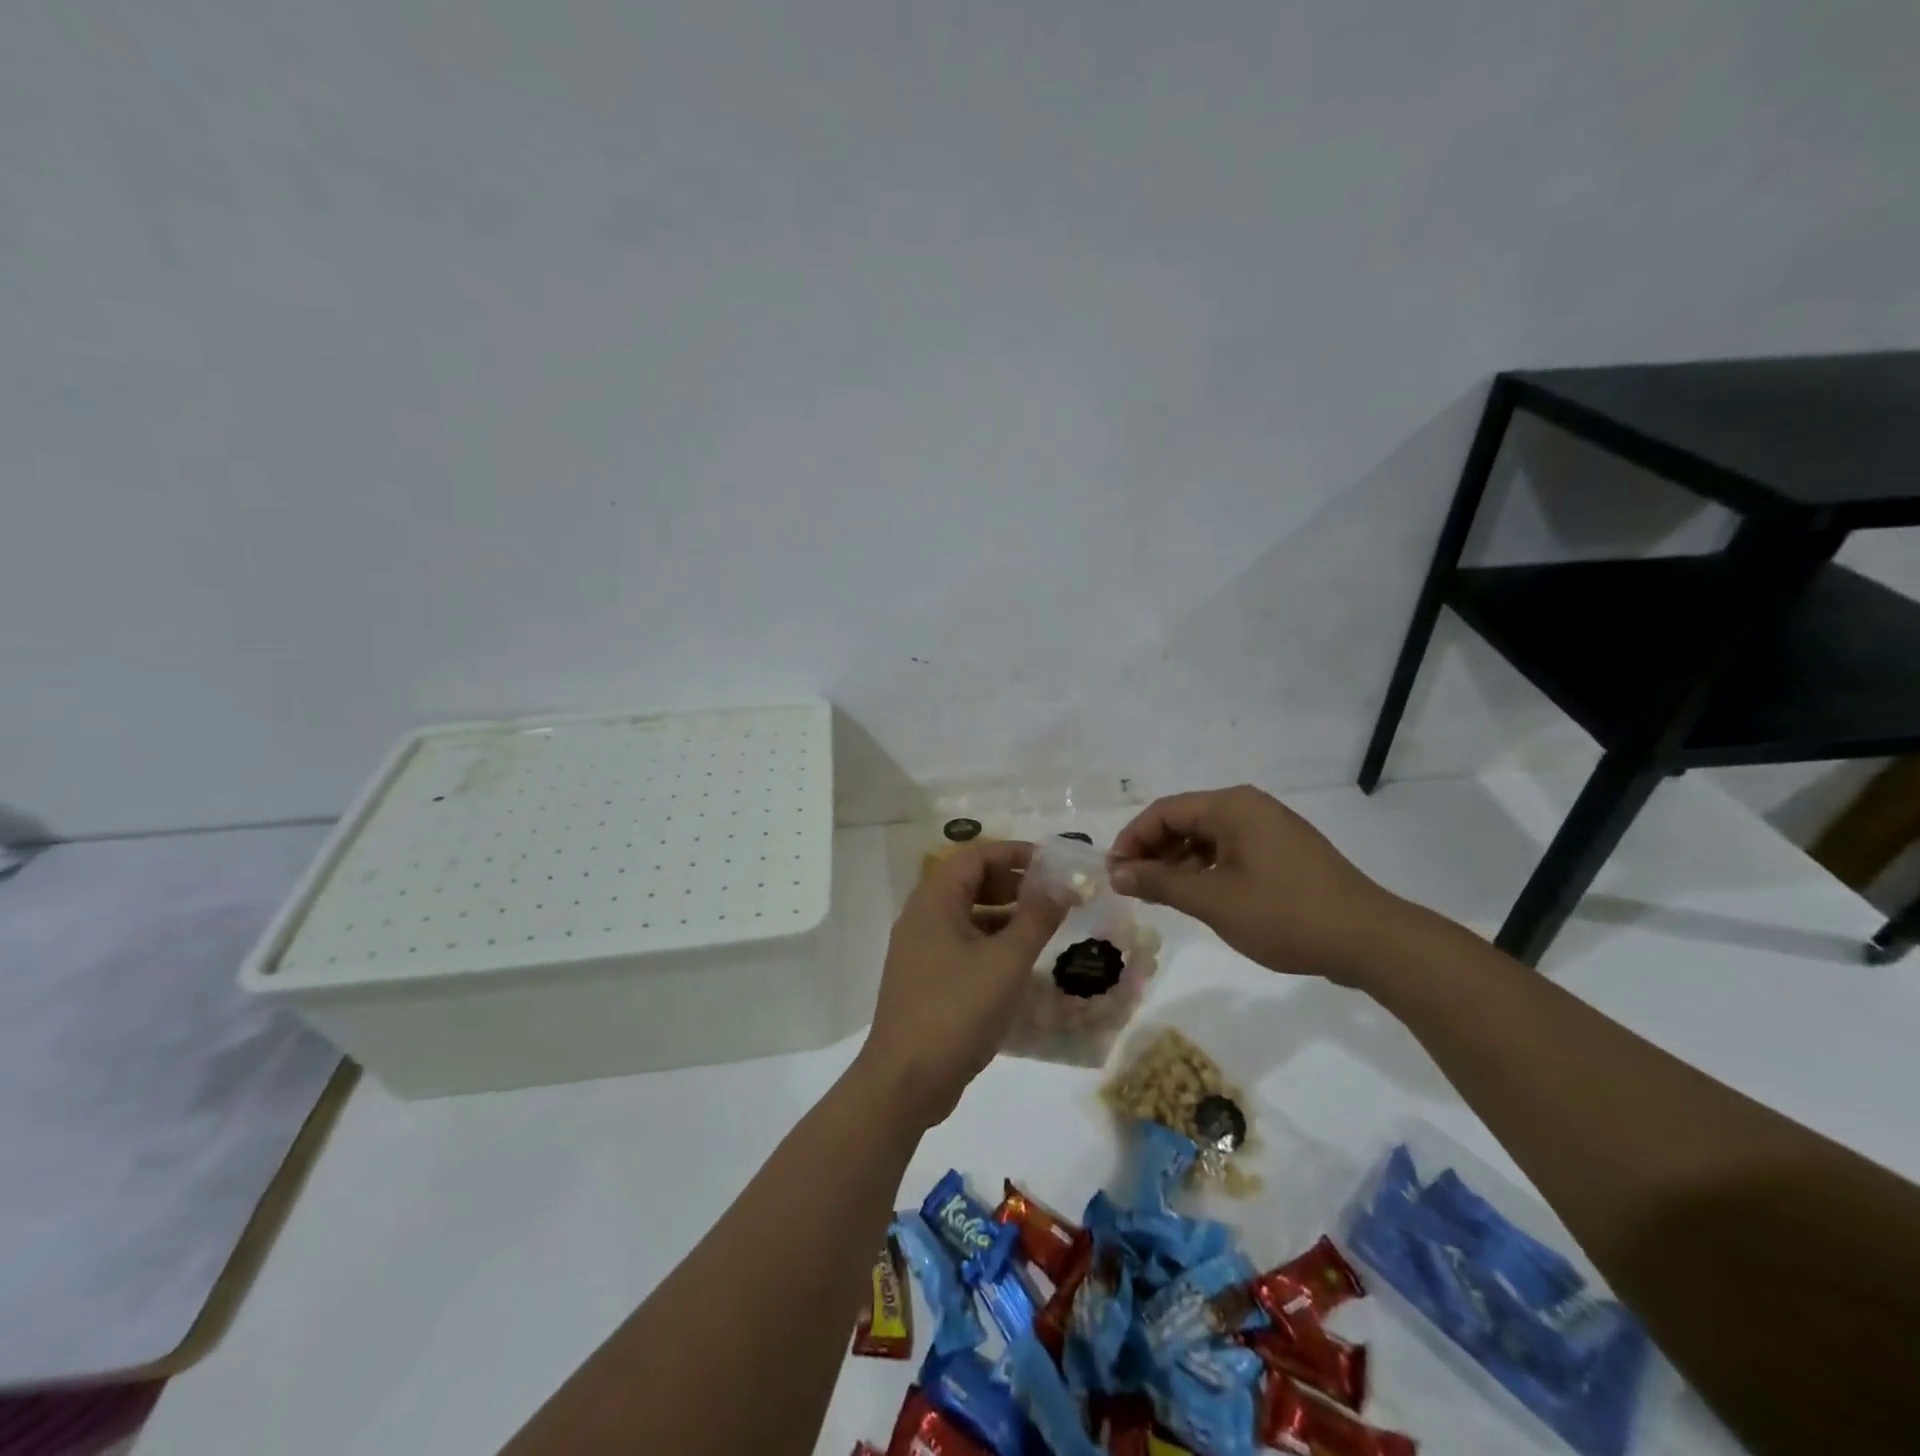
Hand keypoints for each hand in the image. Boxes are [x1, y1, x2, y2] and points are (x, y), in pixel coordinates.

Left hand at [858, 840, 1067, 1127]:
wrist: (905, 1081)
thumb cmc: (957, 1010)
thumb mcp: (1006, 961)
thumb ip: (1036, 918)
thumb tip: (1062, 885)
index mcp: (934, 902)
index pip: (975, 856)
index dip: (1014, 853)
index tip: (1052, 862)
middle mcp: (922, 918)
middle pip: (969, 883)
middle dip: (1012, 883)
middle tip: (1052, 893)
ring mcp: (921, 951)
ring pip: (967, 917)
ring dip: (1005, 915)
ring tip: (1045, 926)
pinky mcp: (927, 981)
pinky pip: (963, 947)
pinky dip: (992, 944)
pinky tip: (1021, 963)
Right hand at [1109, 785, 1404, 983]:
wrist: (1369, 940)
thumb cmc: (1285, 914)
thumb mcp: (1214, 900)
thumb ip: (1161, 882)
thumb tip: (1117, 873)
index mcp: (1232, 806)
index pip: (1164, 812)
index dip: (1132, 840)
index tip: (1113, 873)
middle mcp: (1250, 807)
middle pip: (1185, 820)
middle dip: (1153, 851)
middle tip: (1131, 886)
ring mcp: (1270, 829)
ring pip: (1207, 837)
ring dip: (1178, 862)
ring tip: (1159, 894)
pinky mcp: (1284, 853)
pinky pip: (1231, 851)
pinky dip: (1206, 869)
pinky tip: (1197, 896)